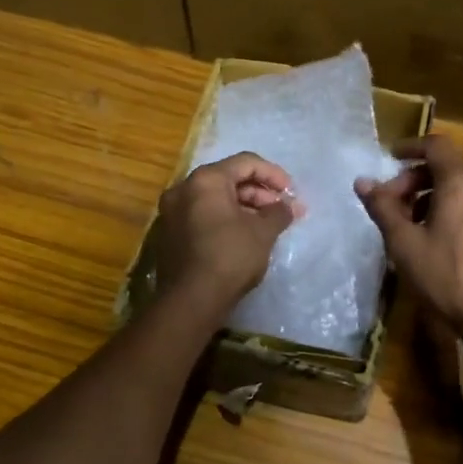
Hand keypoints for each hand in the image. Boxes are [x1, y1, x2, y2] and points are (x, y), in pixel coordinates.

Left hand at [155, 153, 298, 309]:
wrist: (191, 300)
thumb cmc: (230, 256)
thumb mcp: (263, 232)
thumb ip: (278, 212)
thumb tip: (287, 206)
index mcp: (205, 180)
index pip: (246, 163)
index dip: (273, 174)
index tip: (291, 193)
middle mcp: (183, 189)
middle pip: (229, 180)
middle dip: (260, 193)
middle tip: (282, 211)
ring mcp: (172, 213)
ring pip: (215, 199)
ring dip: (245, 208)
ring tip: (268, 225)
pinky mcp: (170, 235)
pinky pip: (203, 216)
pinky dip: (226, 220)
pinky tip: (246, 236)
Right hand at [355, 136, 462, 342]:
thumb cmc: (447, 276)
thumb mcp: (405, 243)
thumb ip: (383, 208)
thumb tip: (362, 182)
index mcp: (461, 182)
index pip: (436, 146)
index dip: (410, 147)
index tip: (389, 157)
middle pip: (445, 169)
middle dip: (413, 181)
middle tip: (390, 206)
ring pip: (458, 190)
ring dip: (429, 198)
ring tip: (406, 226)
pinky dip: (448, 211)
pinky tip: (431, 239)